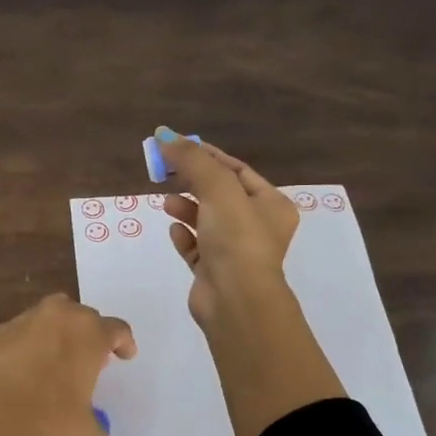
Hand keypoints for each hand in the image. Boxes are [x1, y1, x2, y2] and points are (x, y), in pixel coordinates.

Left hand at [0, 294, 136, 435]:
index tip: (125, 355)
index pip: (117, 330)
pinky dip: (32, 342)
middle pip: (85, 316)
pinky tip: (27, 366)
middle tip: (90, 361)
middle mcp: (61, 316)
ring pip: (53, 316)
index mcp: (89, 334)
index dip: (124, 343)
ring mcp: (27, 319)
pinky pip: (25, 329)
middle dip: (91, 335)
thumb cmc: (45, 419)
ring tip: (58, 358)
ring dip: (61, 332)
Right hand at [153, 128, 344, 435]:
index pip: (237, 170)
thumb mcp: (217, 188)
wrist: (236, 301)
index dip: (207, 155)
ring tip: (166, 203)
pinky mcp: (214, 272)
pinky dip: (184, 236)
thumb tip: (164, 134)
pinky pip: (197, 247)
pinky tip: (173, 231)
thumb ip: (192, 160)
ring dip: (186, 208)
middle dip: (192, 181)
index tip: (177, 146)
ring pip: (207, 220)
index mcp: (271, 205)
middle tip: (165, 171)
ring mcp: (235, 251)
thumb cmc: (237, 239)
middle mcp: (257, 227)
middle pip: (220, 194)